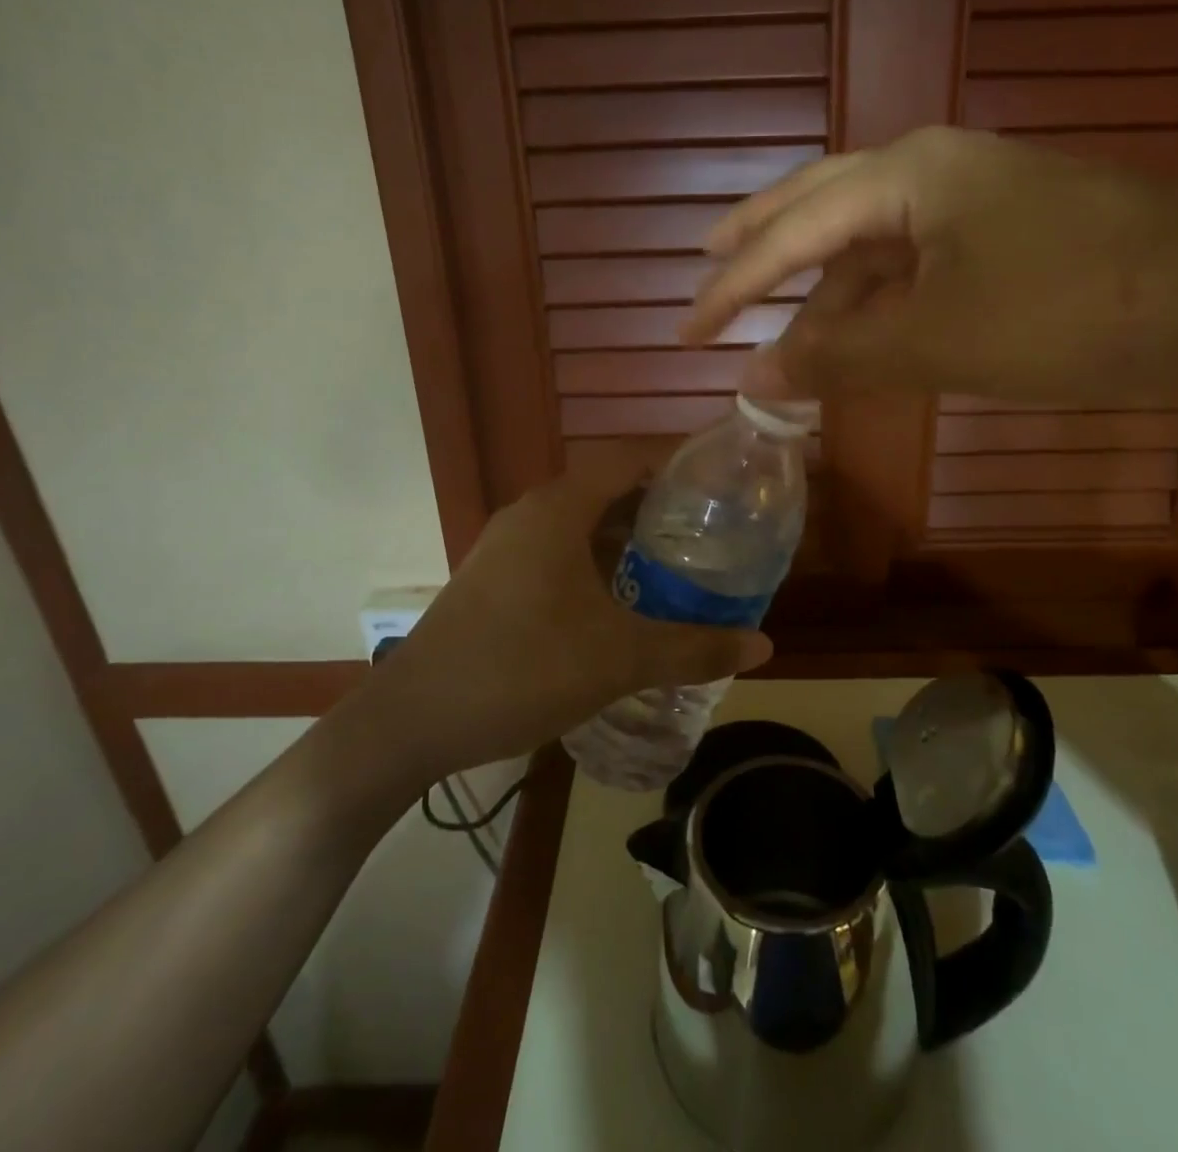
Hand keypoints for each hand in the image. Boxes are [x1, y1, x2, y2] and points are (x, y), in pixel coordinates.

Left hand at [373, 459, 773, 779]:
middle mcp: (530, 513)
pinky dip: (594, 561)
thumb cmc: (521, 668)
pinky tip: (618, 602)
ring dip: (624, 537)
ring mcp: (505, 545)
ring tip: (674, 565)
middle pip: (606, 488)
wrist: (413, 718)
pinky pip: (556, 550)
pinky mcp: (493, 577)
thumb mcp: (618, 659)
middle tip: (709, 531)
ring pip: (579, 523)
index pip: (627, 458)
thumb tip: (764, 645)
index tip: (720, 482)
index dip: (675, 462)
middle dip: (658, 506)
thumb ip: (693, 649)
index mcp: (558, 509)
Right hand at [682, 126, 1177, 403]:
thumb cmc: (1071, 309)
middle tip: (708, 265)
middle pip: (819, 207)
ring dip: (824, 290)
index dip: (733, 288)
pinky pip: (914, 264)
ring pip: (871, 243)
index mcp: (905, 176)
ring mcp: (973, 199)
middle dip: (761, 245)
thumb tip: (755, 376)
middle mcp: (931, 171)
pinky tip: (861, 331)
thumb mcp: (939, 340)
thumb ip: (839, 357)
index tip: (687, 332)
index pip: (791, 234)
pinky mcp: (1006, 232)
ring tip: (780, 330)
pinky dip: (877, 301)